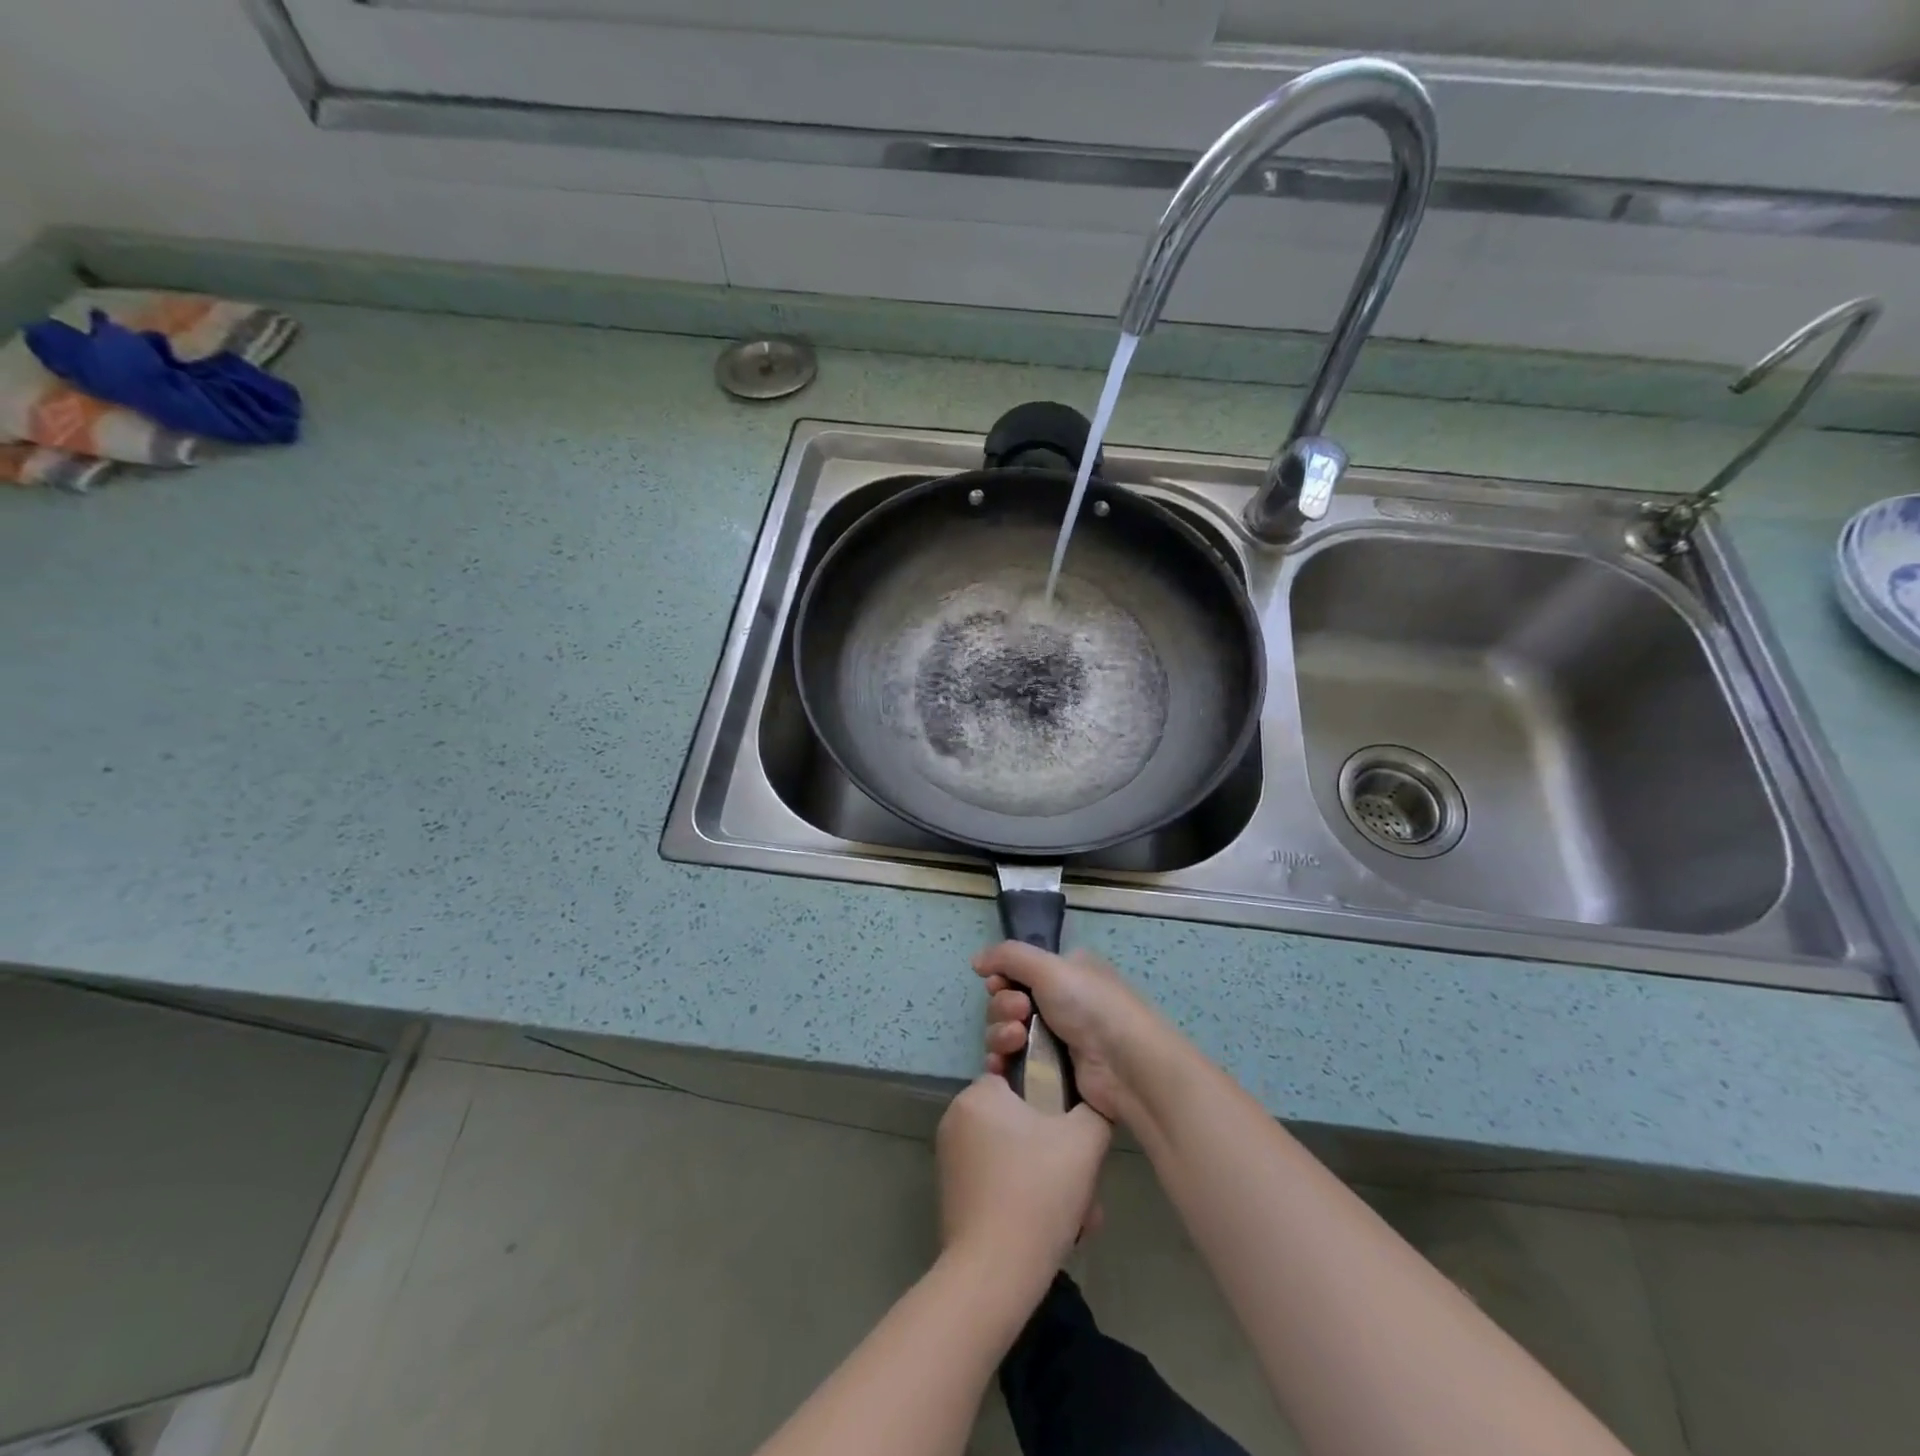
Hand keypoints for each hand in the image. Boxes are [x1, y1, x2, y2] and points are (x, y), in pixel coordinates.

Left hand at [936, 1075, 1110, 1290]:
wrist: (994, 1274)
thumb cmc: (1037, 1193)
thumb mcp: (1085, 1140)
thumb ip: (1094, 1109)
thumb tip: (1094, 1105)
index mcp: (979, 1095)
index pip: (1020, 1076)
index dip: (1053, 1100)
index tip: (1073, 1129)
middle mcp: (957, 1119)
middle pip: (1019, 1120)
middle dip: (1056, 1150)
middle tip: (1084, 1181)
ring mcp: (950, 1159)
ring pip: (1013, 1156)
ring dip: (1047, 1178)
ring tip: (1079, 1214)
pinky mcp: (952, 1195)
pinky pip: (998, 1182)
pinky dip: (1025, 1197)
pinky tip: (1055, 1229)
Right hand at [973, 941, 1175, 1127]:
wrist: (1125, 1066)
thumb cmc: (1090, 1006)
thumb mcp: (1049, 967)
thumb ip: (1008, 956)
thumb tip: (976, 961)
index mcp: (1065, 972)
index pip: (1017, 971)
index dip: (1001, 979)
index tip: (998, 984)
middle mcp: (1060, 1003)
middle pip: (1006, 1002)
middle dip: (1002, 1008)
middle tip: (1019, 1015)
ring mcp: (1055, 1041)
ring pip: (1006, 1034)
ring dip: (1000, 1035)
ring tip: (1016, 1042)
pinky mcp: (1050, 1074)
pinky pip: (1012, 1064)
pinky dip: (1001, 1063)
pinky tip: (1000, 1067)